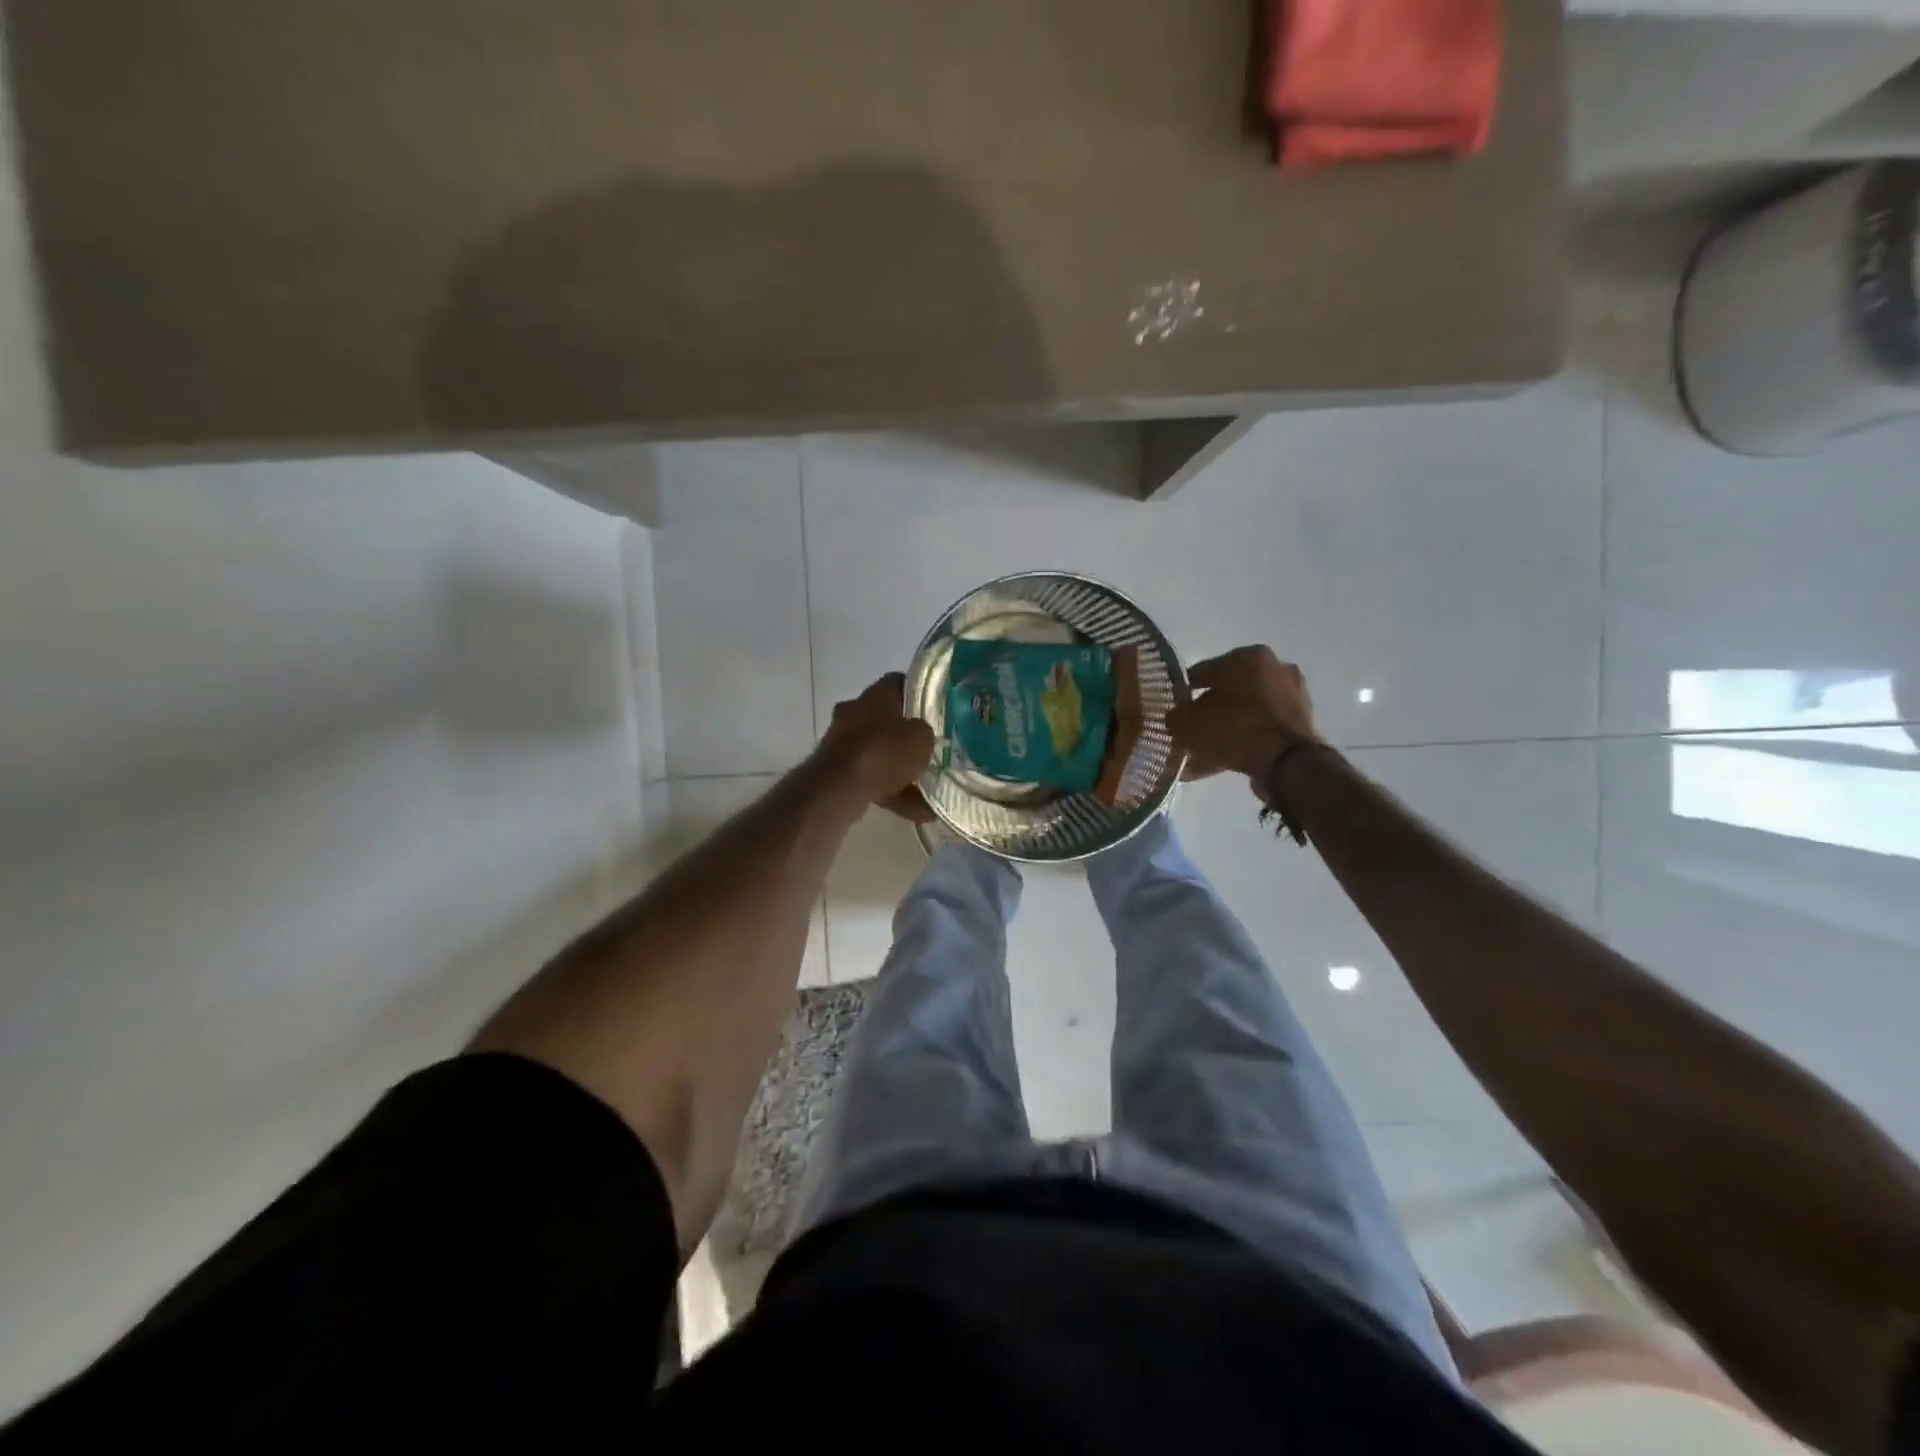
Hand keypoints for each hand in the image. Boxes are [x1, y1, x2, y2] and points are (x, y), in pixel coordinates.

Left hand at [817, 673, 936, 819]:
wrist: (840, 787)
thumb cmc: (884, 752)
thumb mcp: (921, 738)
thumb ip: (925, 732)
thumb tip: (922, 735)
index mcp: (875, 696)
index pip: (898, 682)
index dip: (917, 694)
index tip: (933, 709)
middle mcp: (854, 712)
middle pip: (885, 720)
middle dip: (905, 737)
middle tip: (928, 750)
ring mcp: (841, 742)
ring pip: (877, 752)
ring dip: (898, 769)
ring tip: (927, 790)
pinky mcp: (835, 770)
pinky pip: (869, 777)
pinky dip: (890, 791)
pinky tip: (915, 811)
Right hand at [1168, 646, 1321, 783]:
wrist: (1286, 762)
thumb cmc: (1234, 728)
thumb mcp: (1187, 723)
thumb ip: (1175, 716)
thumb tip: (1176, 717)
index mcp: (1247, 655)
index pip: (1203, 671)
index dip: (1183, 692)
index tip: (1173, 710)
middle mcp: (1274, 667)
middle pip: (1228, 691)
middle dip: (1208, 711)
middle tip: (1190, 731)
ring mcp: (1292, 695)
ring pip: (1244, 712)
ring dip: (1225, 728)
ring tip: (1204, 752)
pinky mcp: (1301, 723)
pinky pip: (1260, 730)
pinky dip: (1243, 742)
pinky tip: (1223, 761)